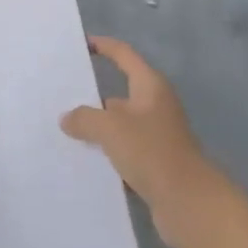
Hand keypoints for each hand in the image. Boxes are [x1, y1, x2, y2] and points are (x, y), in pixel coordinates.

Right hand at [62, 37, 216, 247]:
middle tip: (58, 98)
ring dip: (96, 129)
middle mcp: (155, 107)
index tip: (80, 44)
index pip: (123, 55)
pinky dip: (106, 155)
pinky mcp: (154, 164)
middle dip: (90, 96)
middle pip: (118, 93)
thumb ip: (84, 118)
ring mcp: (156, 137)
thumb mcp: (110, 128)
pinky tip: (82, 162)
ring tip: (62, 132)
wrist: (189, 203)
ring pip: (119, 126)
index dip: (103, 46)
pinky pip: (123, 152)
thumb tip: (68, 119)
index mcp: (150, 86)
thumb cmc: (151, 152)